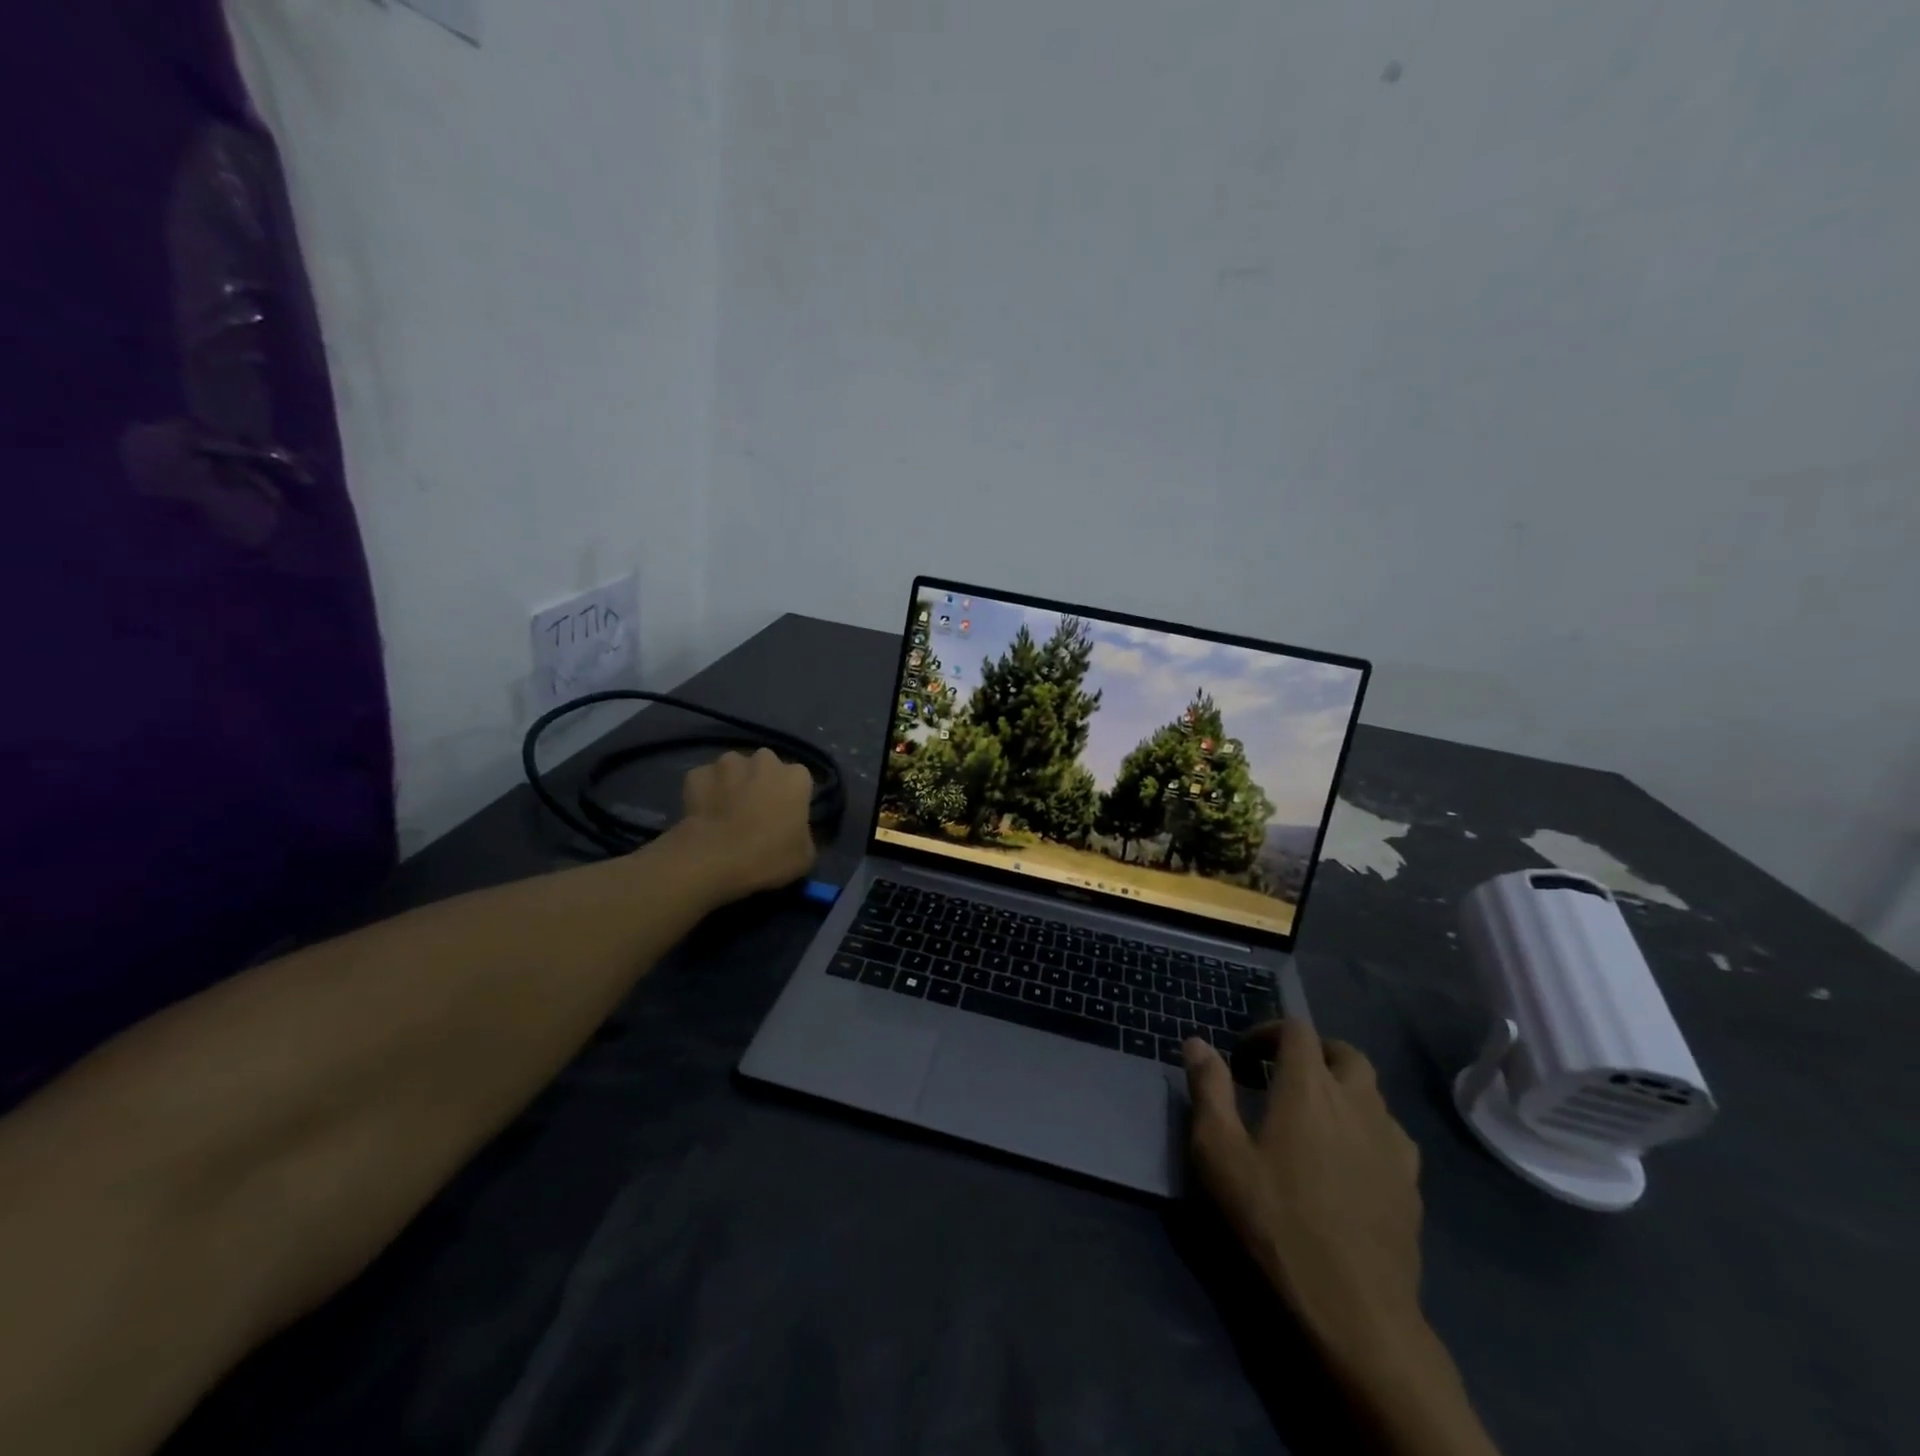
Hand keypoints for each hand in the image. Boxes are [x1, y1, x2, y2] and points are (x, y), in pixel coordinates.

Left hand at [675, 749, 816, 901]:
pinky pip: (705, 781)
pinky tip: (703, 814)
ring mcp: (727, 763)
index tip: (785, 818)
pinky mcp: (697, 774)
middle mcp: (764, 759)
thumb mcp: (805, 856)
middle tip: (756, 813)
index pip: (800, 781)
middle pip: (767, 768)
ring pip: (734, 770)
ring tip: (726, 812)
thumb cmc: (768, 857)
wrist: (713, 860)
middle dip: (762, 783)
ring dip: (733, 784)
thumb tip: (795, 831)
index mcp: (796, 776)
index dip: (792, 799)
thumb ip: (805, 834)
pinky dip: (705, 792)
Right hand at [1183, 1022, 1424, 1368]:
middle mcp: (1357, 1101)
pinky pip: (1391, 1135)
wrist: (1354, 1309)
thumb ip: (1209, 1090)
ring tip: (1315, 1120)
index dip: (1268, 1031)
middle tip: (1282, 1079)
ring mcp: (1392, 1143)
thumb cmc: (1275, 1221)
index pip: (1296, 1030)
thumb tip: (1197, 1042)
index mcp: (1309, 1087)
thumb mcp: (1220, 1153)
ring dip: (1343, 1090)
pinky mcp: (1411, 1184)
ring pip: (1373, 1093)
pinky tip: (1349, 1162)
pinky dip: (1367, 1130)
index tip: (1243, 1058)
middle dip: (1312, 1054)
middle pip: (1344, 1053)